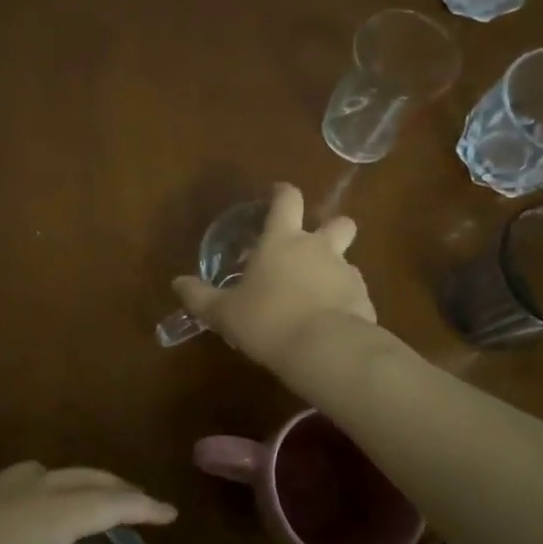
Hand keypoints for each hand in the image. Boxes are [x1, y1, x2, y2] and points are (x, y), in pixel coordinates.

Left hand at [0, 463, 175, 543]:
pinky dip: (40, 488)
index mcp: (51, 519)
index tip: (169, 513)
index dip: (142, 506)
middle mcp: (29, 495)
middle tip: (135, 502)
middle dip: (114, 486)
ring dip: (73, 480)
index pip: (110, 503)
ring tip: (81, 500)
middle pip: (83, 477)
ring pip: (48, 471)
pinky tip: (26, 518)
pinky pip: (20, 482)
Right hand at [172, 181, 374, 369]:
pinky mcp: (365, 301)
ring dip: (334, 272)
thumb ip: (200, 297)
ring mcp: (347, 273)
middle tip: (312, 247)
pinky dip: (344, 304)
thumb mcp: (224, 312)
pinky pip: (354, 295)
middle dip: (331, 228)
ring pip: (347, 261)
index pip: (288, 199)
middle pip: (339, 222)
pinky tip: (330, 325)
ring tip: (316, 298)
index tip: (277, 195)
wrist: (326, 350)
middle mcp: (319, 248)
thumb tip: (177, 283)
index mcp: (282, 240)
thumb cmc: (267, 320)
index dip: (283, 193)